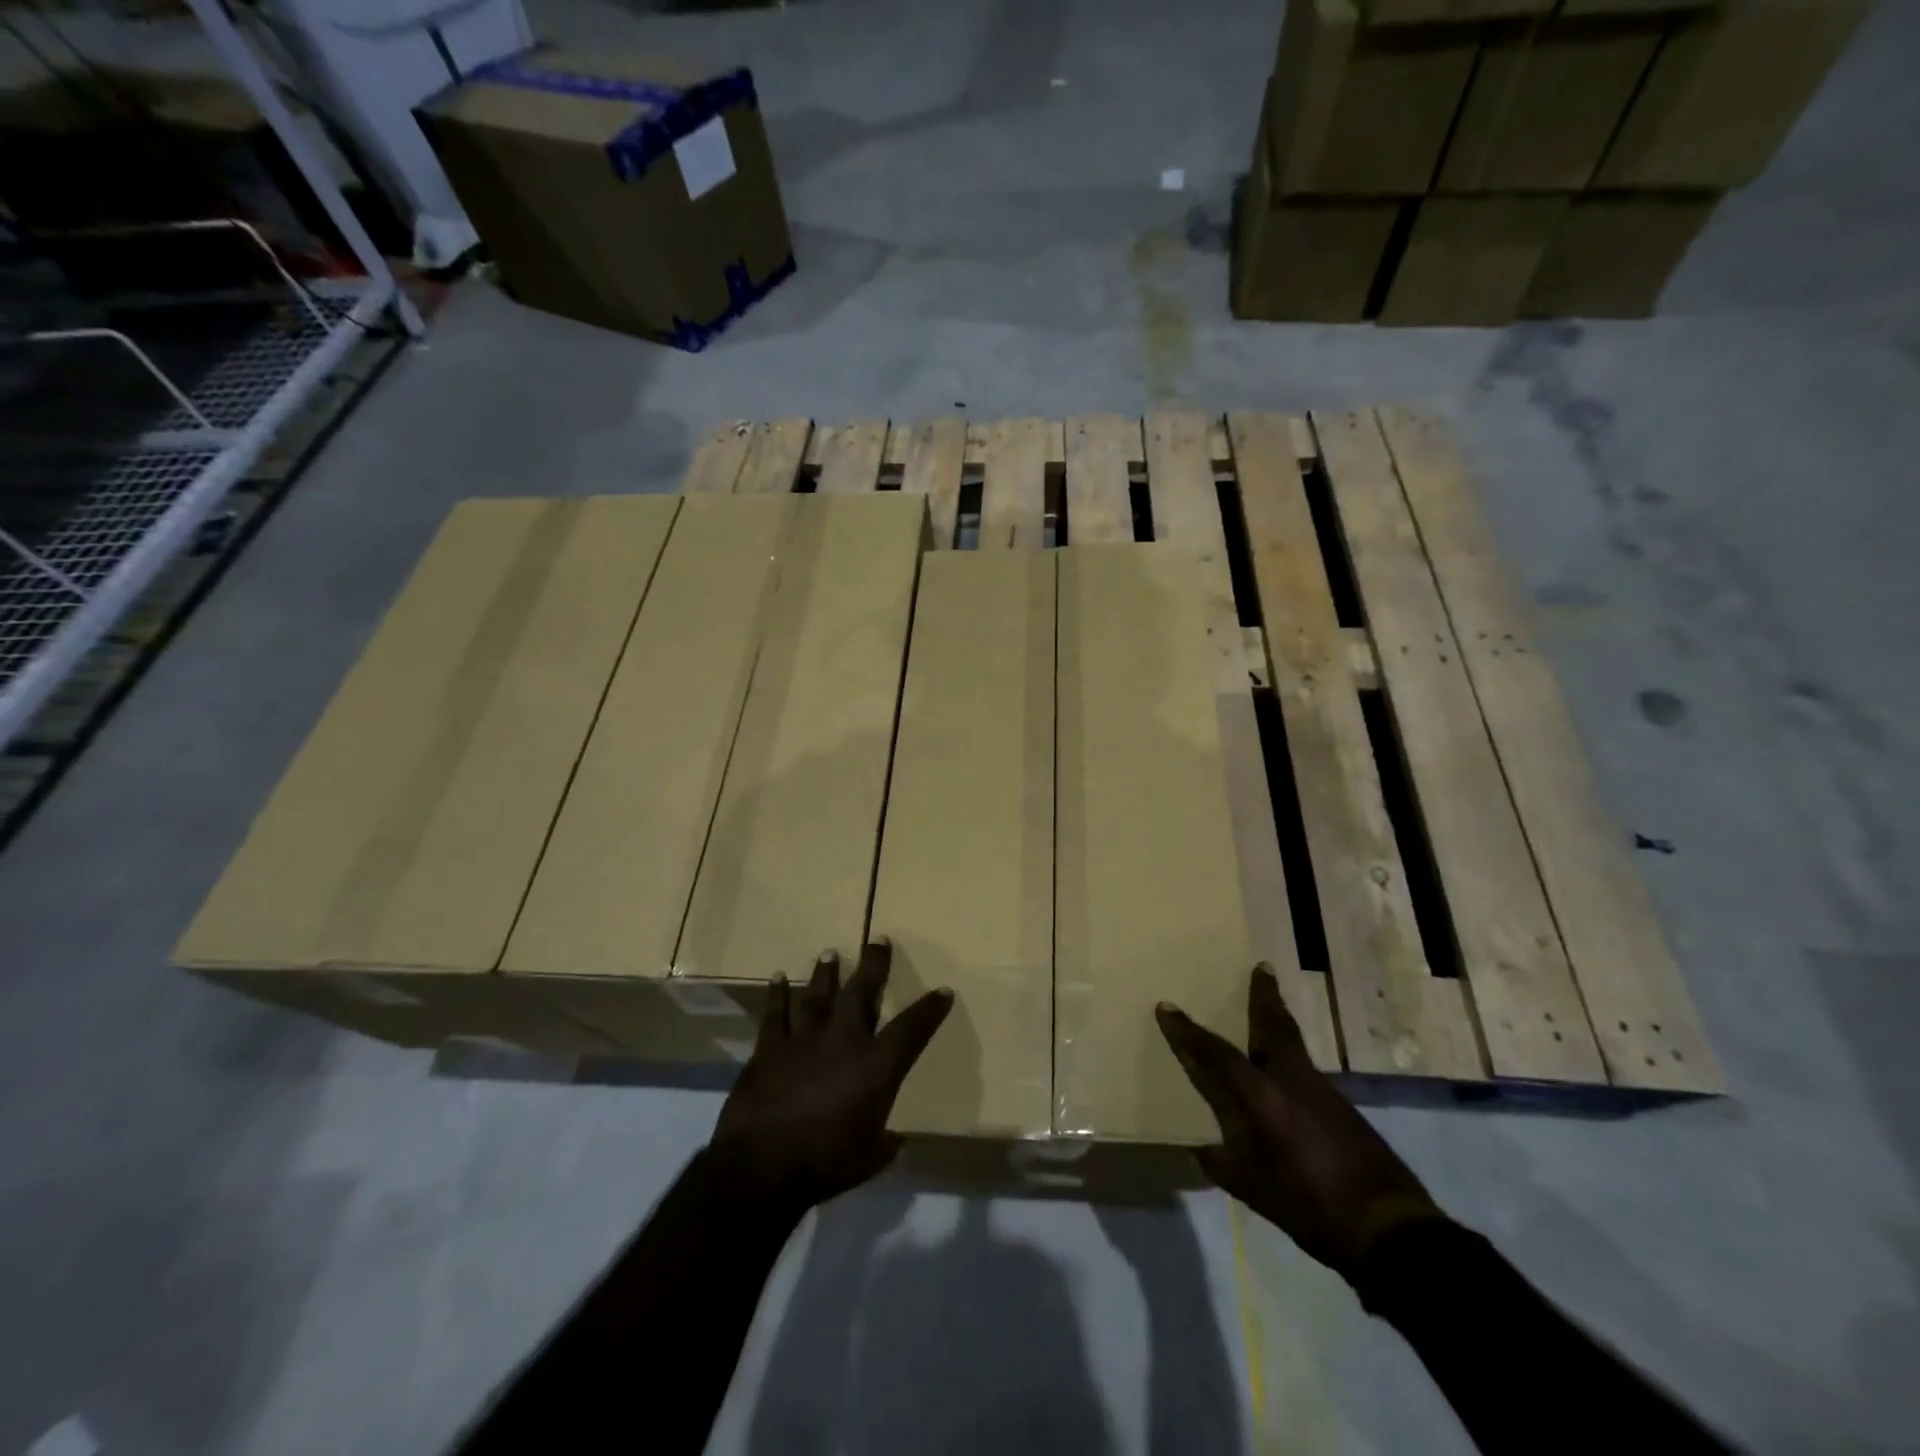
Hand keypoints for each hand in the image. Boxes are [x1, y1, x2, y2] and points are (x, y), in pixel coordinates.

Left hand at [709, 940, 952, 1210]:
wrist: (763, 1166)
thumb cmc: (825, 1164)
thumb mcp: (868, 1158)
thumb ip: (884, 1144)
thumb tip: (893, 1141)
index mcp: (875, 1067)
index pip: (912, 1029)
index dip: (930, 1010)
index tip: (944, 991)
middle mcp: (843, 1041)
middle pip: (861, 992)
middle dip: (873, 965)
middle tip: (878, 940)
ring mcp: (804, 1040)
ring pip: (818, 995)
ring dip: (825, 973)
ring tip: (830, 953)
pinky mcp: (770, 1048)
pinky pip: (775, 1014)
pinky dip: (777, 995)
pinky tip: (779, 977)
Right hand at [1156, 965, 1439, 1281]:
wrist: (1389, 1229)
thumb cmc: (1310, 1206)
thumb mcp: (1255, 1191)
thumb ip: (1223, 1165)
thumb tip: (1201, 1152)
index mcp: (1263, 1097)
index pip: (1217, 1055)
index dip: (1188, 1032)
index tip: (1166, 1007)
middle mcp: (1292, 1082)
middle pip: (1274, 1027)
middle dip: (1264, 996)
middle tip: (1262, 968)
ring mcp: (1323, 1092)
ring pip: (1294, 1044)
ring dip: (1279, 1022)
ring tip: (1270, 1007)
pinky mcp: (1343, 1109)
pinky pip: (1307, 1068)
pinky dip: (1291, 1055)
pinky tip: (1287, 1070)